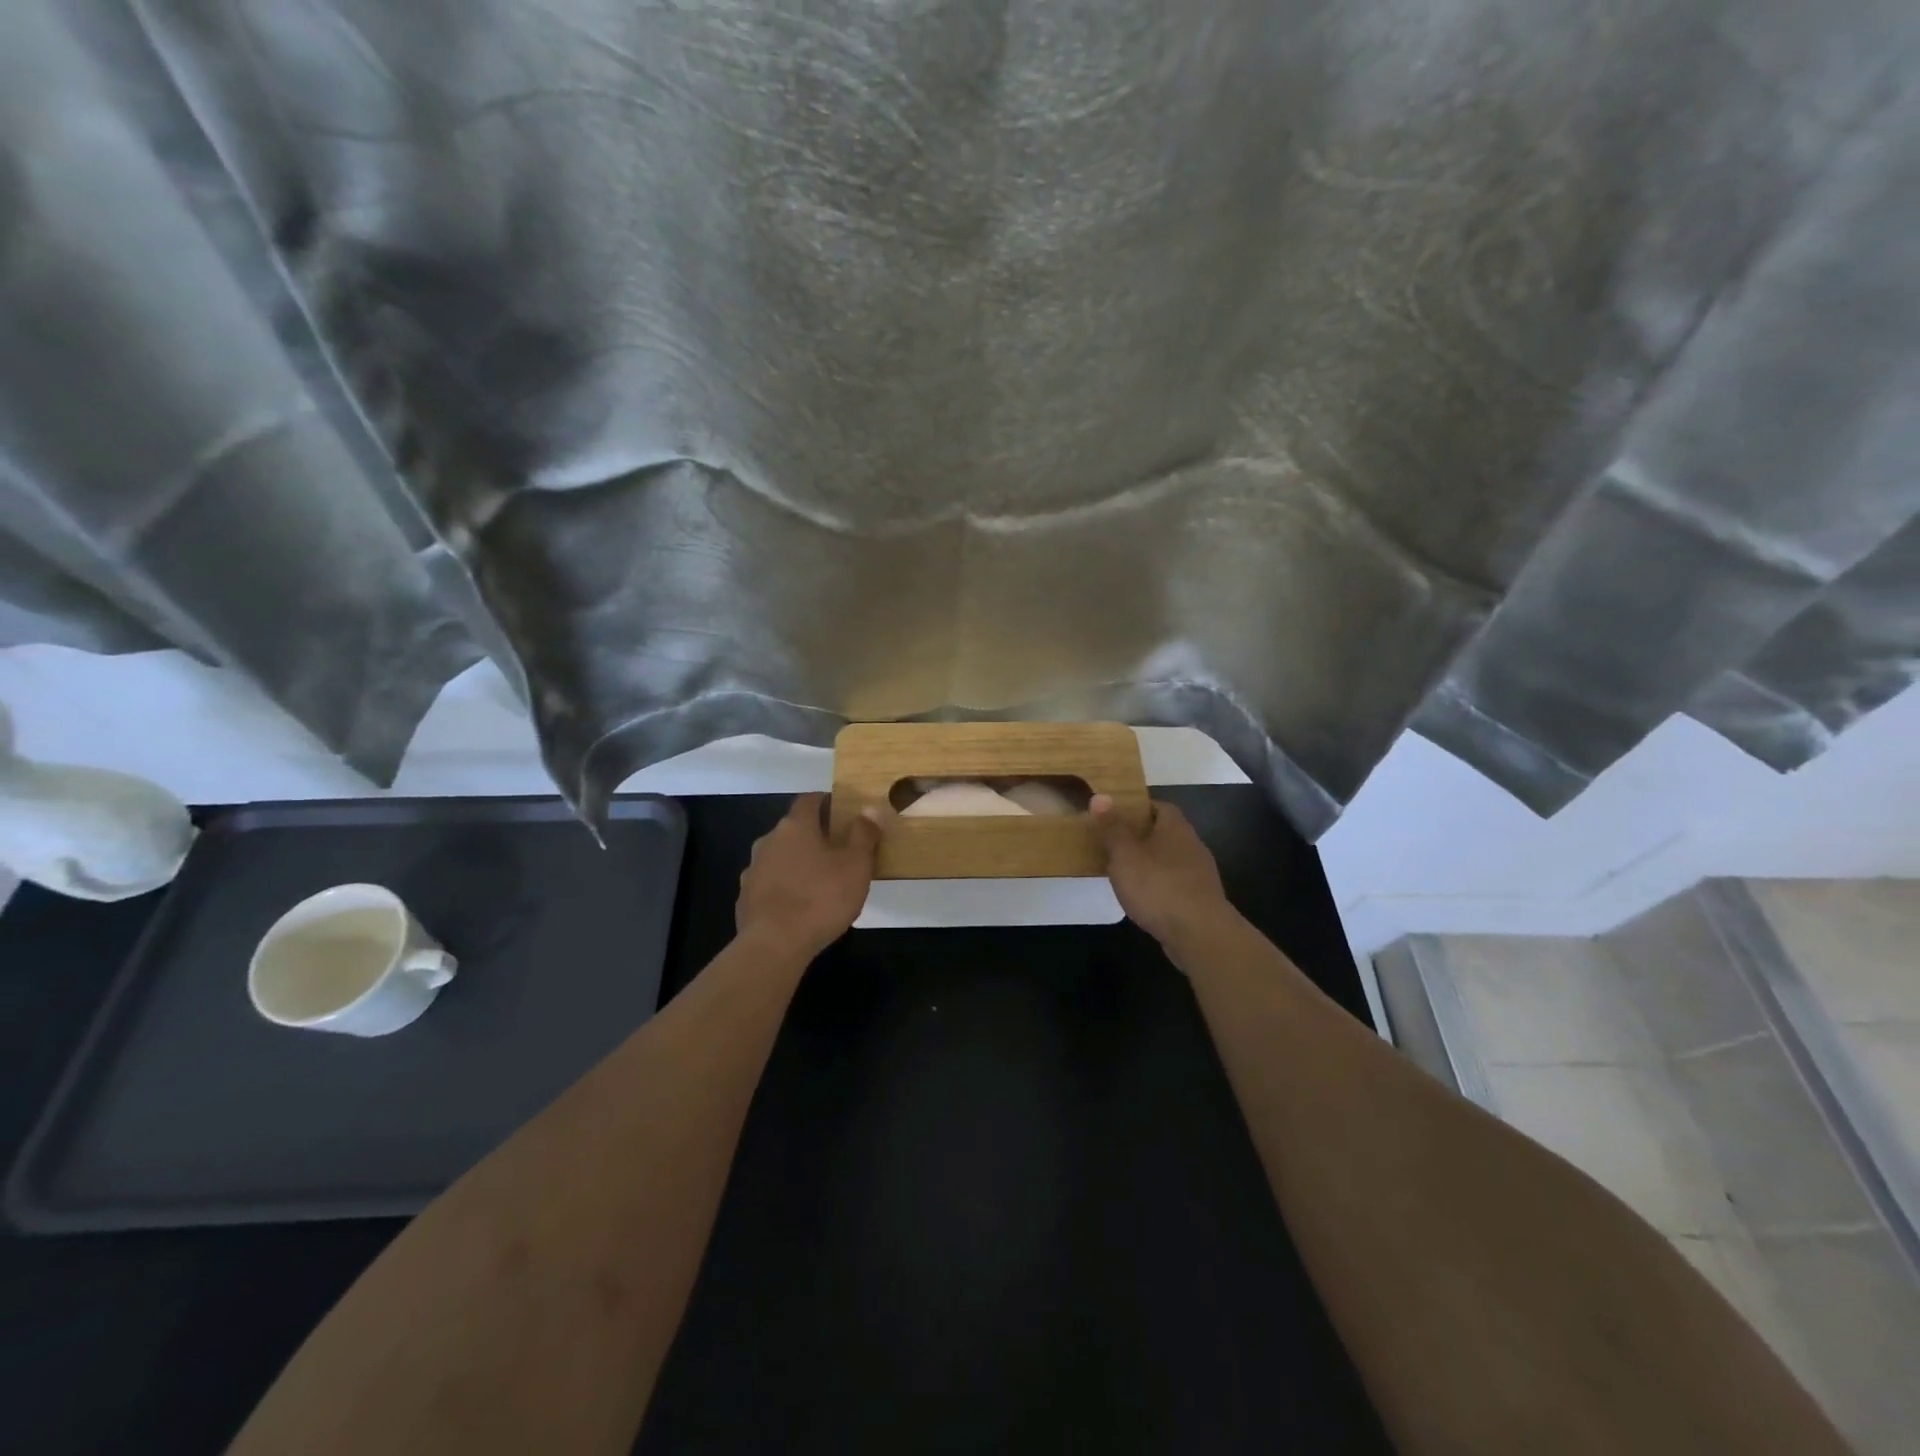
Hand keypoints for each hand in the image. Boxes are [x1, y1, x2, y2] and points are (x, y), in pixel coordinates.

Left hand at [735, 793, 881, 957]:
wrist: (774, 945)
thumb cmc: (821, 898)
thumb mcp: (856, 864)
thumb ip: (863, 834)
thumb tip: (869, 809)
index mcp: (795, 826)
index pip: (809, 800)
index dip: (826, 802)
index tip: (842, 811)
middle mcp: (768, 841)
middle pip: (793, 829)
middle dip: (813, 836)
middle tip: (837, 851)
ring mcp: (753, 870)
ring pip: (779, 857)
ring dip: (797, 863)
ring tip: (819, 881)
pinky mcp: (745, 898)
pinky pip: (769, 884)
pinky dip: (784, 888)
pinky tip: (798, 906)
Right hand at [1091, 795, 1230, 950]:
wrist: (1200, 935)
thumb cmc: (1158, 886)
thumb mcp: (1125, 854)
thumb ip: (1112, 827)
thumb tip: (1100, 797)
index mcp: (1175, 827)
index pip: (1159, 806)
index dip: (1138, 808)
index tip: (1115, 815)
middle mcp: (1192, 845)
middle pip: (1165, 832)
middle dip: (1141, 836)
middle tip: (1113, 844)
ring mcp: (1200, 874)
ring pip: (1170, 860)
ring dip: (1150, 863)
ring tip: (1124, 873)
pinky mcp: (1200, 900)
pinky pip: (1175, 884)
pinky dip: (1159, 886)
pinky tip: (1143, 899)